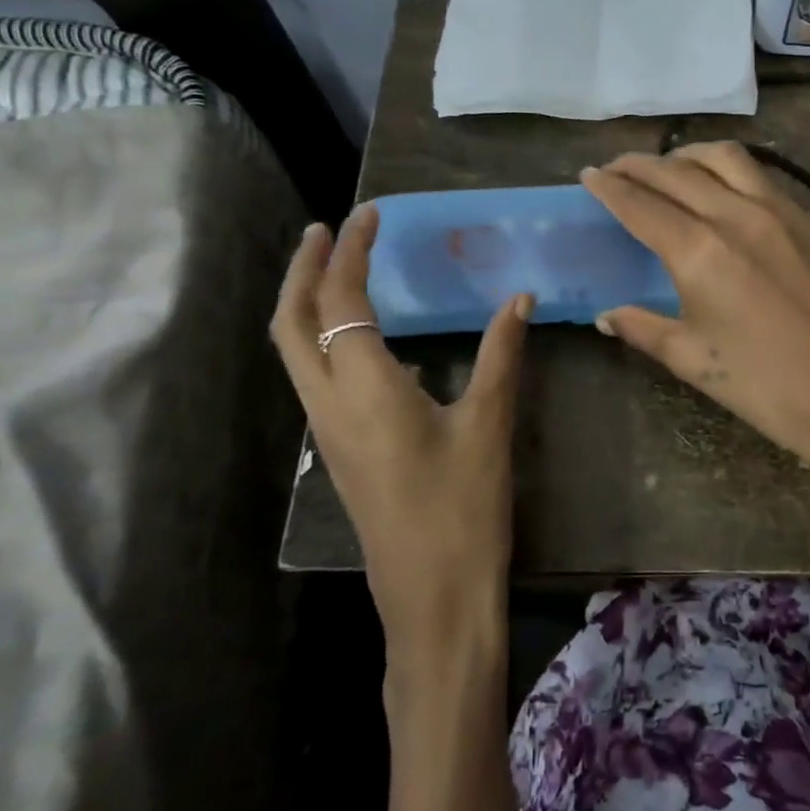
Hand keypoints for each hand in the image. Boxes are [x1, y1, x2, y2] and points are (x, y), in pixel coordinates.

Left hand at [271, 203, 531, 677]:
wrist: (433, 597)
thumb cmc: (464, 509)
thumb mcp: (489, 425)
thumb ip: (501, 355)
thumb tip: (518, 298)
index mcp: (364, 389)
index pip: (342, 299)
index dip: (352, 250)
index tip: (370, 213)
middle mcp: (329, 405)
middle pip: (290, 322)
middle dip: (302, 268)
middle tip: (326, 229)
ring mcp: (328, 432)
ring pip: (294, 351)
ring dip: (305, 302)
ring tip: (335, 269)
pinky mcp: (340, 451)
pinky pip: (314, 377)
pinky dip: (321, 337)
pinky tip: (361, 338)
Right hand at [581, 143, 809, 508]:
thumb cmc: (768, 389)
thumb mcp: (694, 361)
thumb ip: (644, 328)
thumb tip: (607, 315)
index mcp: (701, 251)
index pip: (642, 204)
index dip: (609, 187)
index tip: (588, 174)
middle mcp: (738, 216)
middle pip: (678, 172)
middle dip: (639, 165)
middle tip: (616, 168)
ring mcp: (782, 213)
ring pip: (726, 159)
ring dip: (688, 156)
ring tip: (668, 168)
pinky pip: (761, 178)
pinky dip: (728, 170)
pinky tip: (722, 190)